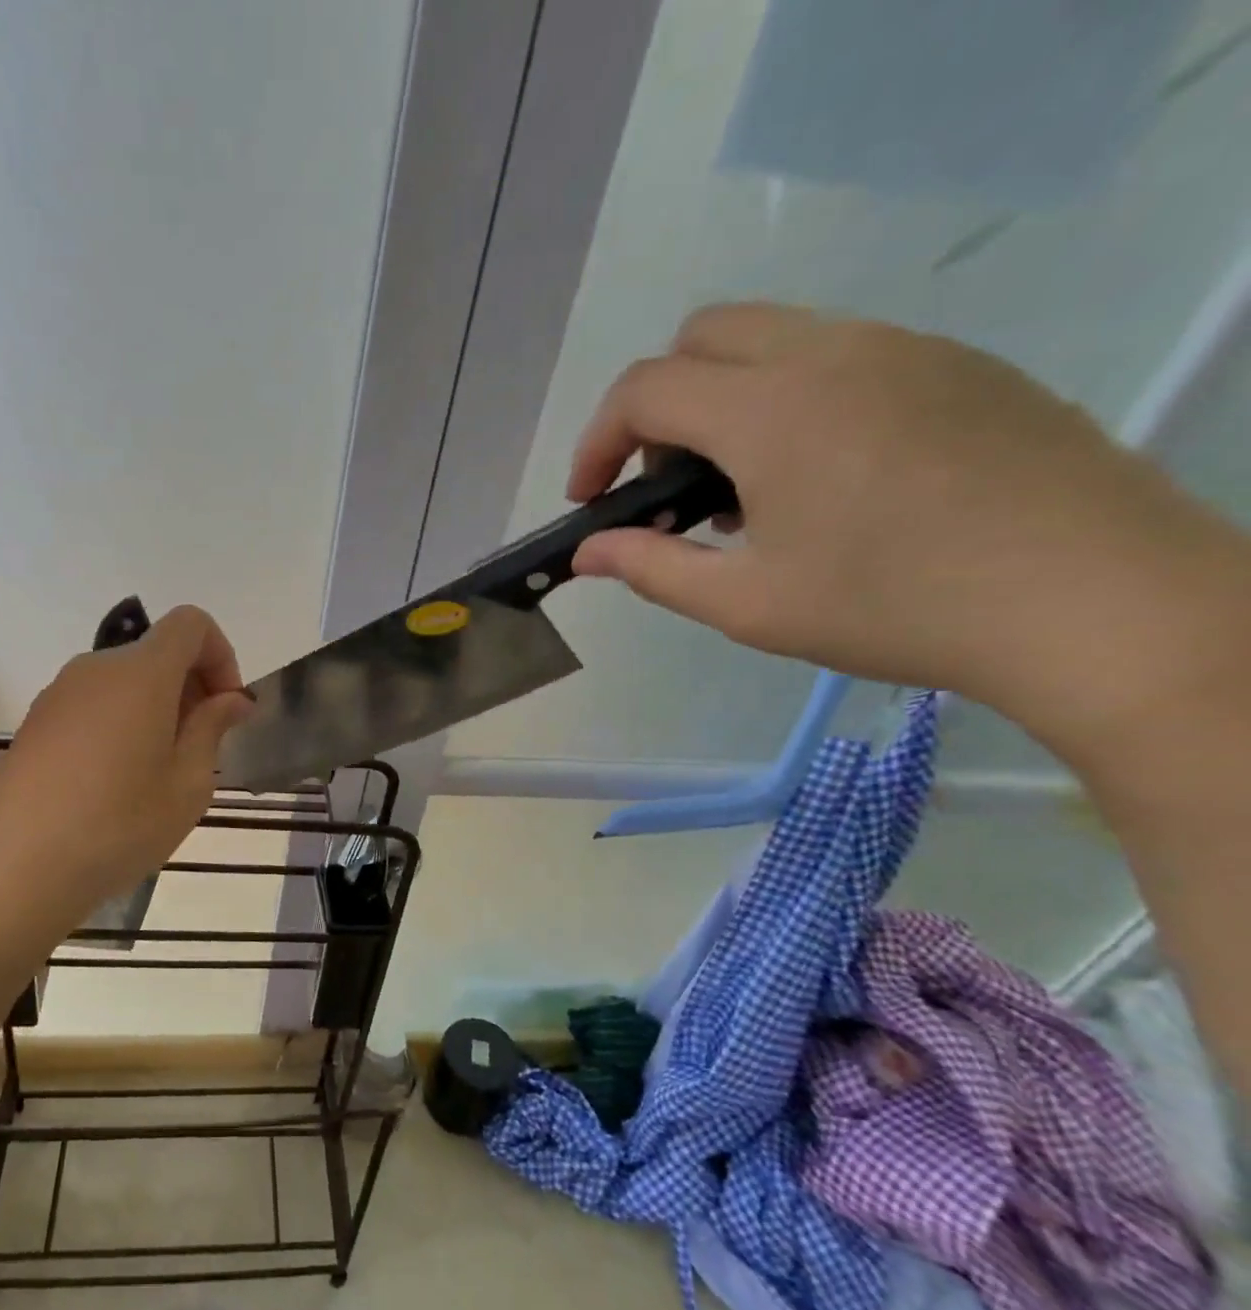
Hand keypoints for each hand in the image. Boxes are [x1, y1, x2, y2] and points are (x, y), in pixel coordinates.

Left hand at [0, 606, 253, 917]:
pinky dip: (120, 721)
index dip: (220, 655)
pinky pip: (93, 702)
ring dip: (155, 706)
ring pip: (124, 680)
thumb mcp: (189, 783)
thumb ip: (213, 727)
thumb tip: (231, 698)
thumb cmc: (121, 824)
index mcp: (141, 673)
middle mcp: (96, 668)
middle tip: (200, 747)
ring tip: (157, 769)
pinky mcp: (36, 721)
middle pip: (157, 652)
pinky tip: (114, 778)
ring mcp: (59, 692)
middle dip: (190, 686)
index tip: (224, 708)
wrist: (23, 866)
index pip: (190, 623)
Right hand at [565, 303, 1246, 758]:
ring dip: (724, 399)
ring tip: (739, 490)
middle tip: (661, 482)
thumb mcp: (747, 604)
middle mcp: (831, 353)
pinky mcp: (955, 365)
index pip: (646, 388)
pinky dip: (790, 397)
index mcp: (771, 410)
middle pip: (705, 334)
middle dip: (657, 403)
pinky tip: (816, 477)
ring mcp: (903, 349)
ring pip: (774, 338)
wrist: (1091, 598)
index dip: (597, 442)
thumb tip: (588, 553)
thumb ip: (652, 568)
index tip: (591, 501)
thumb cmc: (893, 606)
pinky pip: (840, 354)